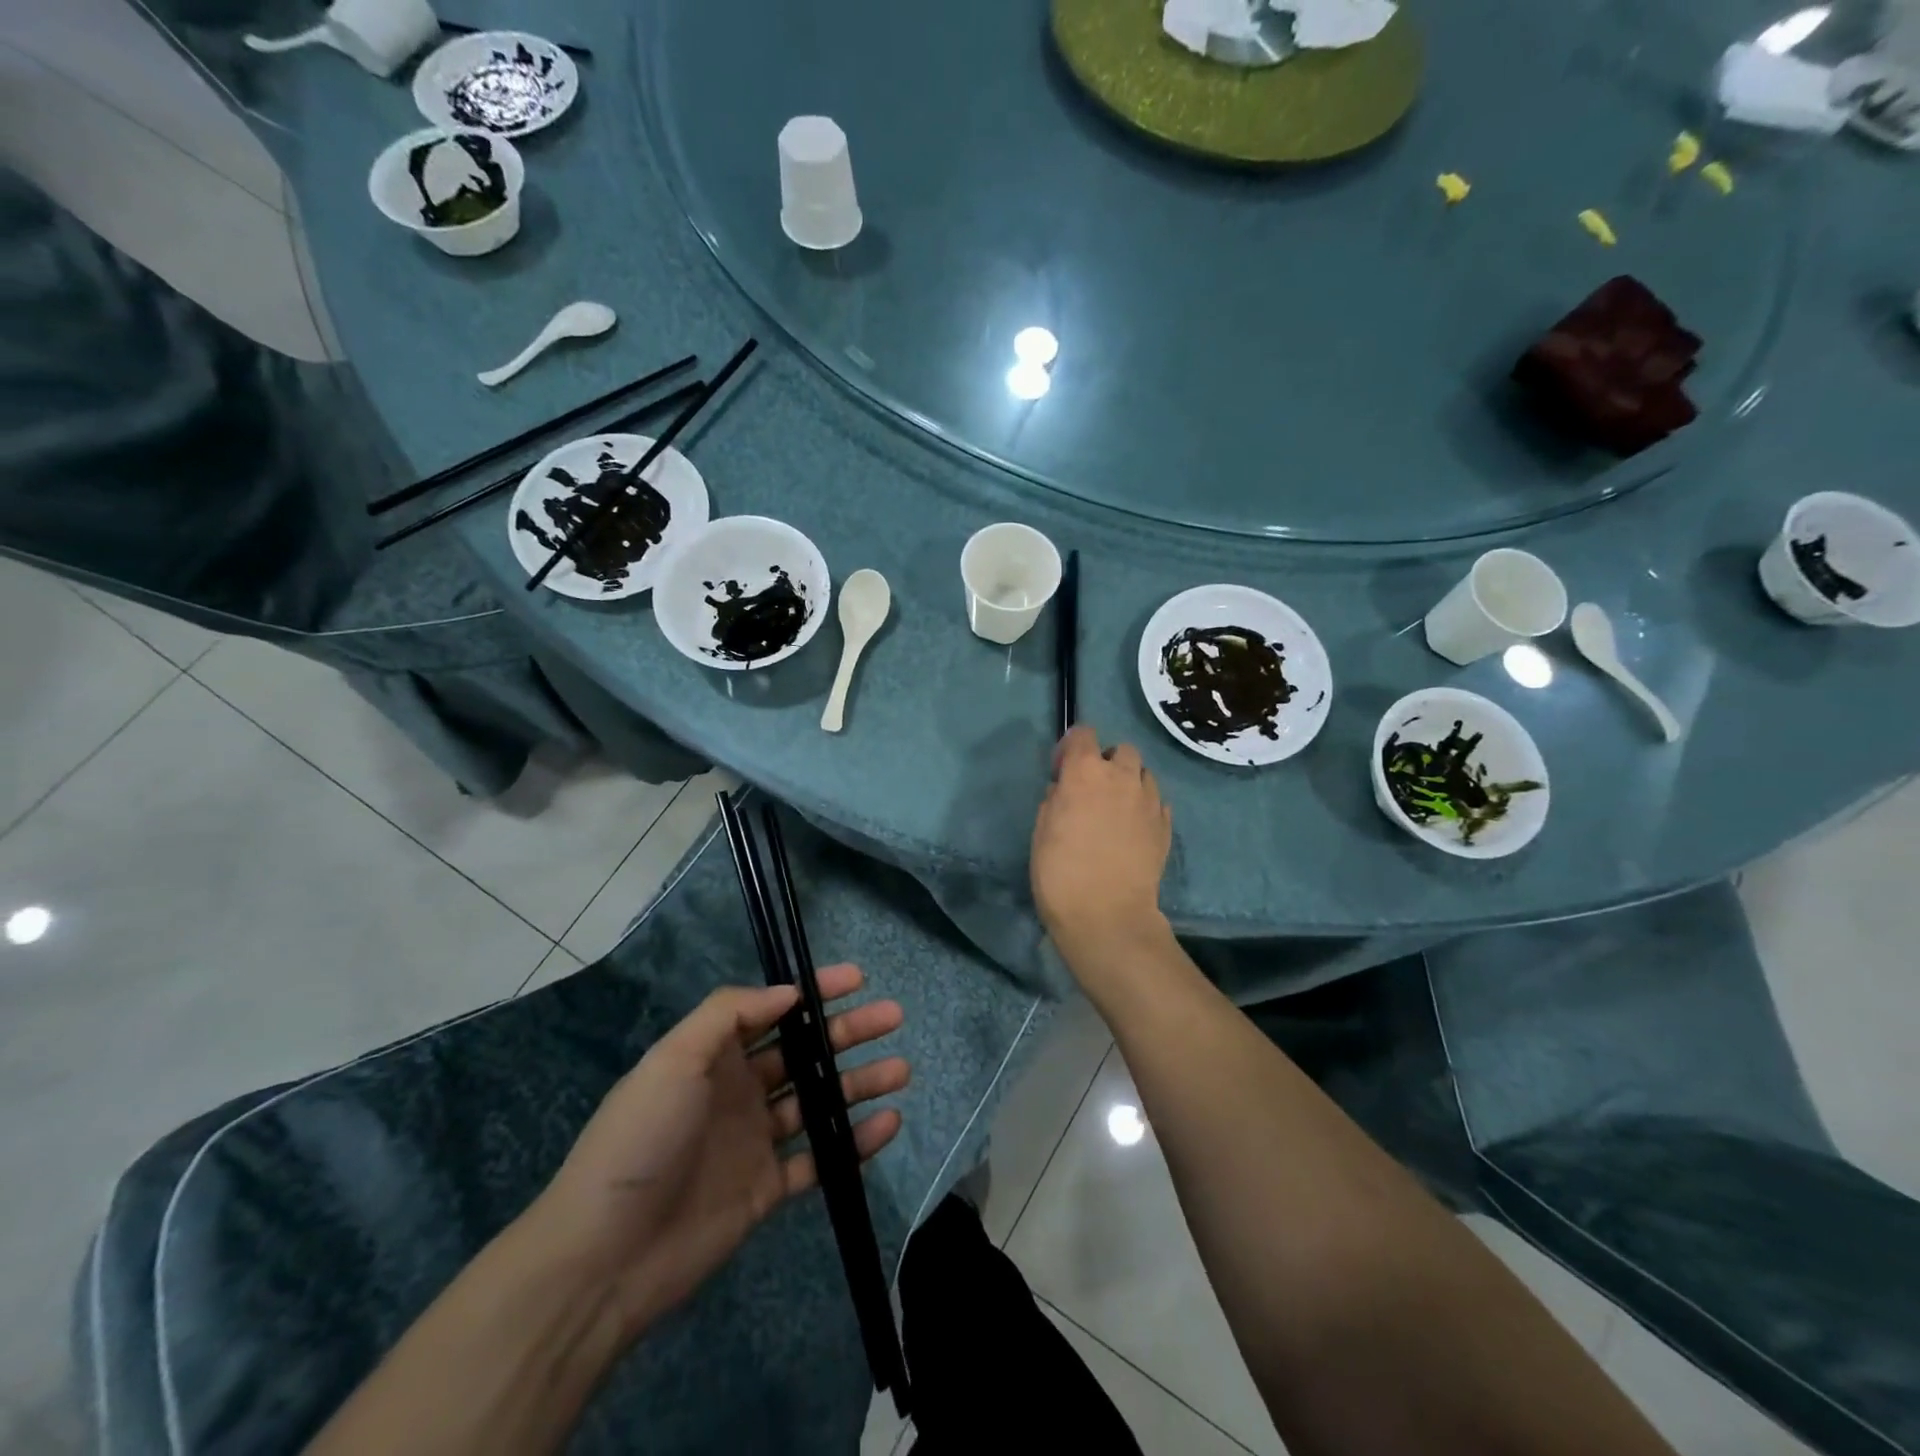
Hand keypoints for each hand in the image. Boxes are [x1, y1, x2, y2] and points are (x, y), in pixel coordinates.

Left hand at [530, 966, 907, 1338]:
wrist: (605, 1257)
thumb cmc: (641, 1140)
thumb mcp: (674, 1059)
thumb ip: (729, 1015)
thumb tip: (788, 993)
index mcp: (715, 1056)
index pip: (774, 1011)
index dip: (815, 992)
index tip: (858, 978)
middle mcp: (740, 1091)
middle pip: (805, 1053)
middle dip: (848, 1032)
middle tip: (893, 1018)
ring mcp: (755, 1141)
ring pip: (819, 1102)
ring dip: (859, 1083)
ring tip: (900, 1070)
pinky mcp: (767, 1189)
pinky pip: (820, 1159)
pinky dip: (854, 1142)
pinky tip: (887, 1125)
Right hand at [1031, 725, 1172, 962]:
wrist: (1107, 915)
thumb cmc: (1060, 872)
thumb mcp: (1041, 832)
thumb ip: (1054, 801)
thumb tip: (1063, 791)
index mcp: (1085, 773)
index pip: (1083, 734)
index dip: (1071, 747)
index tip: (1061, 771)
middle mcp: (1122, 777)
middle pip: (1122, 750)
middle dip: (1107, 762)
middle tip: (1093, 790)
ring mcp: (1149, 801)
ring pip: (1144, 774)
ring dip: (1129, 783)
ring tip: (1116, 810)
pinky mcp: (1165, 826)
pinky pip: (1157, 803)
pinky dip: (1145, 808)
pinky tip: (1132, 831)